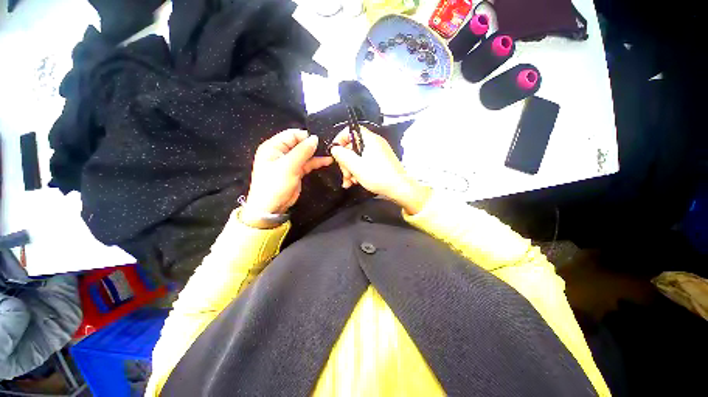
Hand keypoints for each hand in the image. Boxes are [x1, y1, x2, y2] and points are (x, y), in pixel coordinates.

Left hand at [243, 129, 331, 221]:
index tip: (319, 140)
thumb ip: (302, 151)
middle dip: (312, 145)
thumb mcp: (288, 166)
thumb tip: (315, 138)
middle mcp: (281, 152)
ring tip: (330, 153)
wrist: (271, 207)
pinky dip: (316, 162)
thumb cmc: (275, 184)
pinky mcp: (296, 171)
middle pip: (299, 143)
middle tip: (328, 146)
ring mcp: (289, 162)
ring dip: (316, 154)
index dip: (305, 136)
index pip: (291, 134)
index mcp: (273, 147)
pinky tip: (327, 161)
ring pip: (305, 154)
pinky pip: (307, 163)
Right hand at [330, 128, 430, 214]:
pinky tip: (355, 182)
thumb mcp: (356, 166)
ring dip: (351, 169)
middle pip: (353, 146)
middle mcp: (375, 143)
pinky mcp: (381, 162)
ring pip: (358, 157)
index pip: (350, 130)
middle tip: (345, 174)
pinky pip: (365, 162)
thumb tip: (335, 149)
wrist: (400, 188)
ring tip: (349, 182)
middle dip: (345, 161)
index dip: (340, 139)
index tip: (335, 152)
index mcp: (369, 139)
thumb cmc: (378, 176)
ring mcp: (379, 153)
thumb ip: (342, 155)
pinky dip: (359, 171)